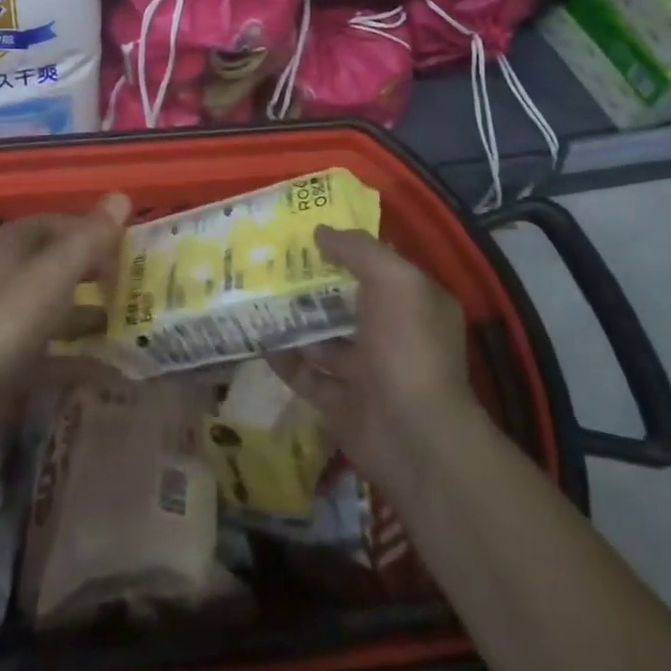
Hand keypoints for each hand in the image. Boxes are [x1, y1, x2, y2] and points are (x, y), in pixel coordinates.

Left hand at [0, 194, 129, 399]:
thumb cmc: (8, 315)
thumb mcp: (55, 271)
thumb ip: (89, 237)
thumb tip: (122, 196)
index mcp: (14, 244)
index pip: (57, 224)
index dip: (90, 230)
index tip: (124, 245)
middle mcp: (7, 275)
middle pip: (56, 266)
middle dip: (92, 272)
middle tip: (130, 283)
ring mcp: (5, 319)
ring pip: (54, 308)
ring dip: (87, 313)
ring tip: (126, 322)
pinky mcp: (6, 361)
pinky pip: (50, 352)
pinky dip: (76, 356)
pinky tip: (107, 367)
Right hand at [274, 225, 482, 495]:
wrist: (414, 438)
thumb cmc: (407, 346)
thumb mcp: (392, 279)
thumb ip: (357, 249)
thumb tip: (321, 232)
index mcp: (413, 304)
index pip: (379, 267)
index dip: (347, 249)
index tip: (308, 232)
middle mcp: (393, 336)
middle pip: (346, 302)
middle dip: (312, 285)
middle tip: (271, 262)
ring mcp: (367, 373)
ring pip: (323, 339)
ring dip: (294, 321)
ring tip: (256, 295)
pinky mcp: (342, 405)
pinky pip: (307, 375)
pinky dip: (285, 359)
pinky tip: (258, 338)